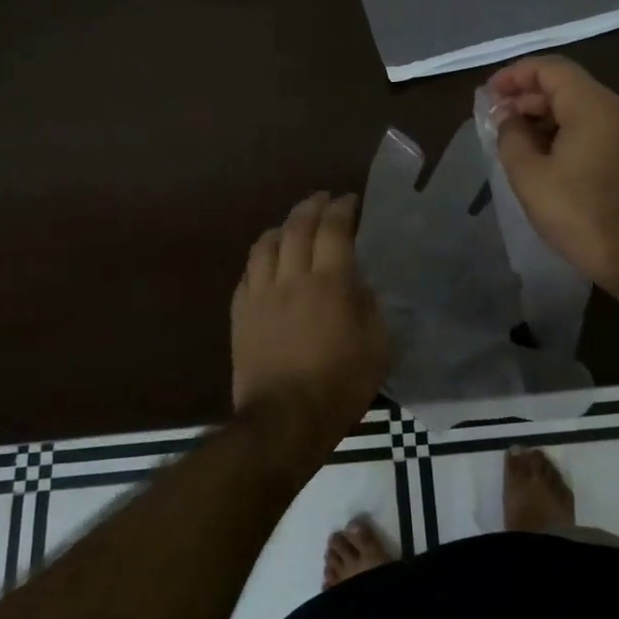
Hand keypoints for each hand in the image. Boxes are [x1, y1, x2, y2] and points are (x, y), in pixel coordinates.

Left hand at [231, 192, 388, 436]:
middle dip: (311, 206)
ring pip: (267, 244)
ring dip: (283, 226)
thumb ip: (370, 306)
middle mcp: (292, 277)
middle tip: (322, 198)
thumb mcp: (377, 346)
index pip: (334, 229)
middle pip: (298, 226)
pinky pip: (248, 272)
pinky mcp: (241, 313)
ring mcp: (261, 294)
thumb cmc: (340, 385)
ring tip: (293, 224)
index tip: (349, 200)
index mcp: (330, 283)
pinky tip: (267, 260)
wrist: (284, 420)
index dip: (342, 208)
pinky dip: (261, 257)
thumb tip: (358, 284)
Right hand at [486, 55, 618, 289]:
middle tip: (497, 117)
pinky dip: (564, 127)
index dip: (515, 75)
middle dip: (527, 96)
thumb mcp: (528, 174)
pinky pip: (592, 123)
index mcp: (593, 106)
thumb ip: (511, 135)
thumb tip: (507, 116)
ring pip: (579, 104)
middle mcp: (617, 107)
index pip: (550, 69)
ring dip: (544, 113)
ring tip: (513, 136)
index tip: (490, 94)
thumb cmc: (576, 213)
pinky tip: (540, 150)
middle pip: (566, 84)